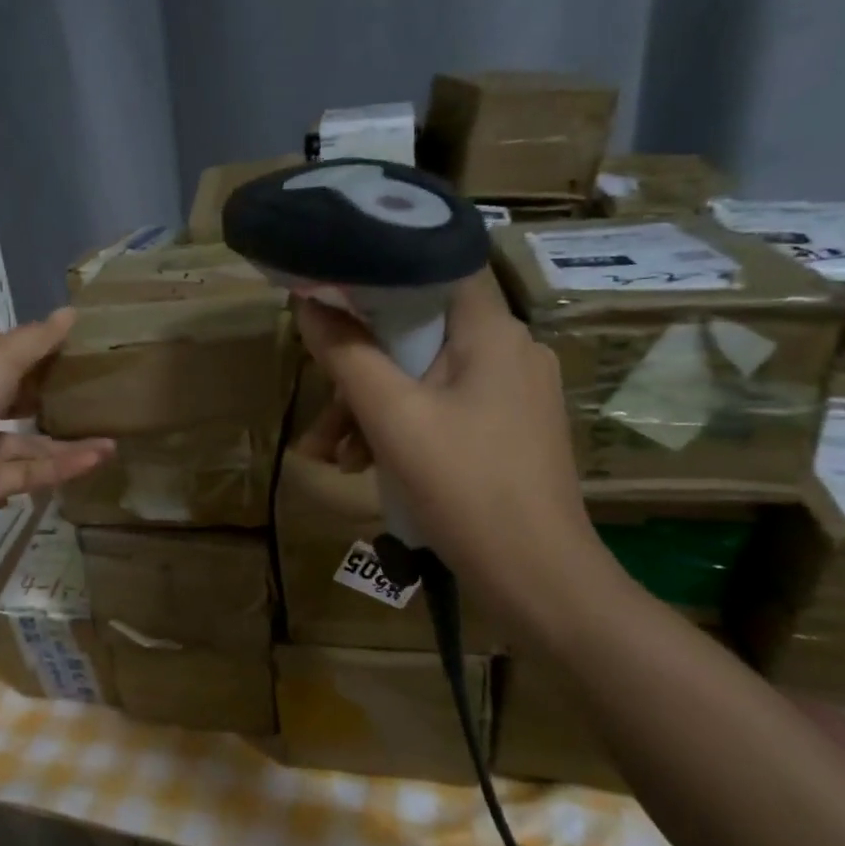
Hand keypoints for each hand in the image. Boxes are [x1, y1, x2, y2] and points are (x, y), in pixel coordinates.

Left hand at [0, 309, 113, 548]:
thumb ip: (36, 341)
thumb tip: (71, 312)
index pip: (12, 353)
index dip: (47, 347)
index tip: (90, 345)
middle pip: (22, 398)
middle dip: (59, 395)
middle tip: (108, 391)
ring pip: (32, 442)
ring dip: (71, 438)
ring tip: (117, 433)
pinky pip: (31, 473)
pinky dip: (63, 466)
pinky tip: (100, 457)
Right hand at [294, 271, 610, 628]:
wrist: (536, 579)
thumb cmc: (464, 487)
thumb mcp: (393, 417)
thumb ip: (347, 354)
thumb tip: (308, 303)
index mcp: (492, 332)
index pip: (438, 266)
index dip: (383, 268)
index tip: (333, 286)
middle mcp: (510, 351)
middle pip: (420, 332)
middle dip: (360, 369)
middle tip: (320, 408)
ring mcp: (512, 394)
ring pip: (424, 377)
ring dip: (371, 409)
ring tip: (331, 456)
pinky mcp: (507, 431)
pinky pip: (442, 410)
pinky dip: (401, 430)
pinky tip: (366, 467)